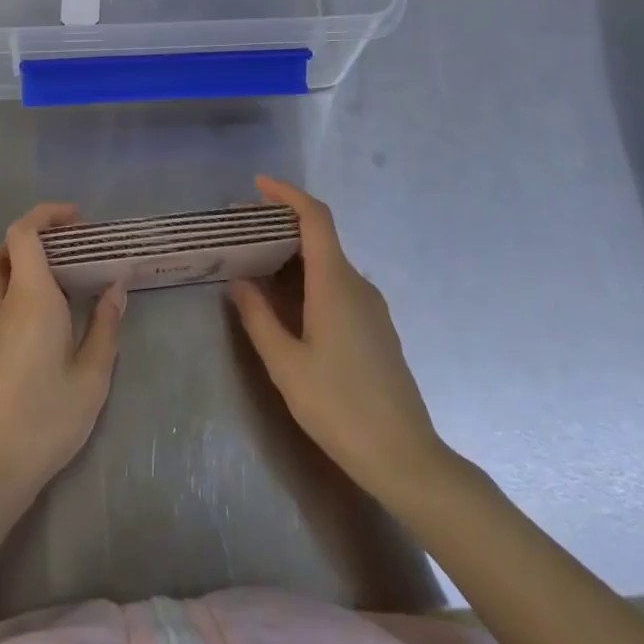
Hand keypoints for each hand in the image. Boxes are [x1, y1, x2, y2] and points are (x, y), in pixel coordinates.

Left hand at [0, 204, 126, 500]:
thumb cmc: (51, 415)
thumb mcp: (94, 372)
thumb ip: (105, 324)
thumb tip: (115, 286)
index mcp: (32, 297)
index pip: (24, 233)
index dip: (46, 215)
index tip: (77, 220)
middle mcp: (3, 303)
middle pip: (5, 248)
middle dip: (35, 234)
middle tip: (70, 245)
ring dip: (15, 258)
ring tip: (49, 271)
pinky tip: (19, 306)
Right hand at [229, 176, 457, 505]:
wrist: (404, 457)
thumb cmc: (339, 407)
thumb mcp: (286, 364)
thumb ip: (258, 318)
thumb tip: (239, 281)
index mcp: (335, 283)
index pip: (316, 218)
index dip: (288, 194)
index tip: (258, 186)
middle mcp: (357, 285)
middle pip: (320, 236)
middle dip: (281, 225)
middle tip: (241, 233)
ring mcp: (371, 307)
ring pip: (328, 263)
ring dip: (293, 255)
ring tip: (256, 265)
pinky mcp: (376, 328)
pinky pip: (338, 286)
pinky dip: (308, 278)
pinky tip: (287, 303)